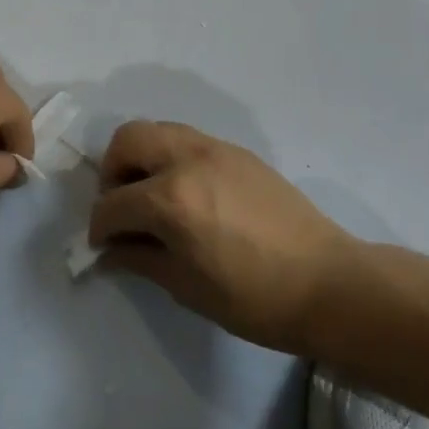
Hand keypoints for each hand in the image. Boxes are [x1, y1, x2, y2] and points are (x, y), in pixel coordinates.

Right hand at [88, 121, 362, 356]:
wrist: (329, 284)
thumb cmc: (254, 298)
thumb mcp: (187, 287)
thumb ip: (140, 260)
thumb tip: (110, 251)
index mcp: (170, 199)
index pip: (113, 203)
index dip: (100, 227)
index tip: (102, 245)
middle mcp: (187, 160)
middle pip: (127, 140)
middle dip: (112, 172)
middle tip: (123, 206)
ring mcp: (215, 149)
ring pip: (158, 130)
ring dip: (142, 158)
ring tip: (152, 195)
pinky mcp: (238, 152)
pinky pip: (188, 140)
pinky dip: (172, 157)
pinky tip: (188, 193)